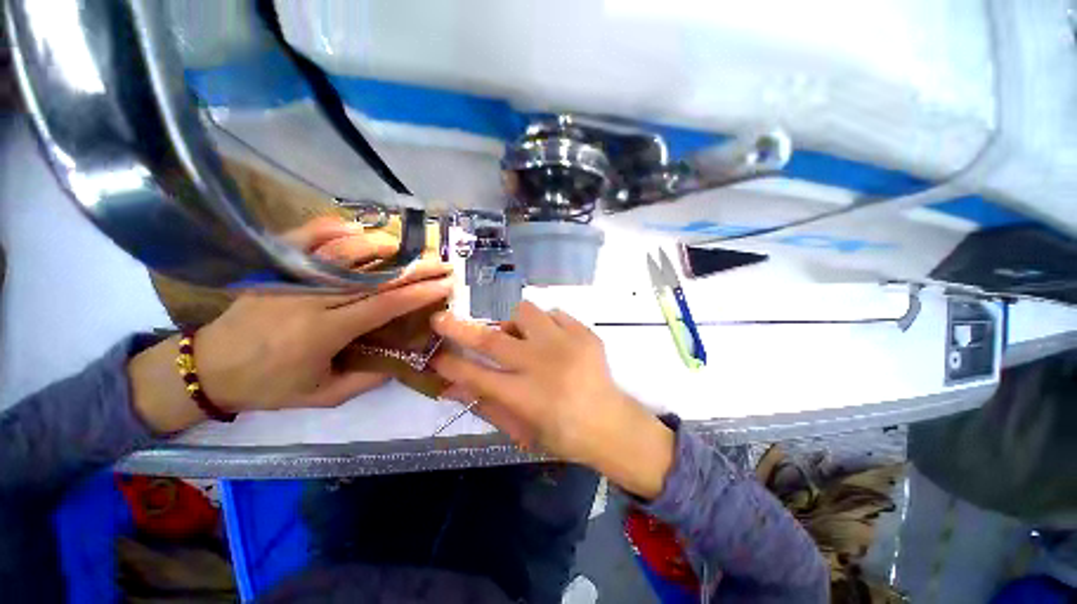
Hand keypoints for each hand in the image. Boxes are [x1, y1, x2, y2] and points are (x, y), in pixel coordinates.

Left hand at [130, 217, 453, 431]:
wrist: (209, 367)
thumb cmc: (270, 386)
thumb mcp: (324, 395)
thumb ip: (367, 379)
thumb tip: (402, 358)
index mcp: (324, 332)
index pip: (384, 304)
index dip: (419, 293)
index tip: (445, 284)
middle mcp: (310, 299)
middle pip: (372, 275)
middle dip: (413, 267)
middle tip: (440, 261)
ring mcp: (290, 278)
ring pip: (342, 251)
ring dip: (379, 244)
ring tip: (406, 245)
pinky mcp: (275, 268)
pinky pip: (305, 239)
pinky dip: (332, 229)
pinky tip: (355, 229)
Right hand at [430, 302, 673, 499]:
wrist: (611, 423)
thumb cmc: (563, 435)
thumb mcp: (521, 432)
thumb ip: (486, 407)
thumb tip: (452, 388)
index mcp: (525, 397)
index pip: (476, 375)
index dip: (450, 364)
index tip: (433, 354)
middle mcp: (542, 365)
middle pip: (492, 340)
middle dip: (459, 327)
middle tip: (441, 318)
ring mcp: (565, 344)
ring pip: (525, 312)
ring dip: (514, 324)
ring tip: (522, 338)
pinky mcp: (584, 333)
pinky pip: (553, 314)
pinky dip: (545, 325)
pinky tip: (553, 342)